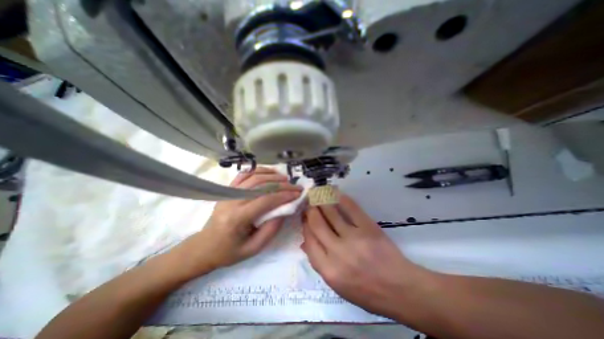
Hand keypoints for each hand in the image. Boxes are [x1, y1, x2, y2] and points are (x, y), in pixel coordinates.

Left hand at [173, 168, 299, 278]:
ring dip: (272, 175)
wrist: (204, 247)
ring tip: (285, 178)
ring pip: (253, 176)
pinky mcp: (227, 190)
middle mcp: (232, 201)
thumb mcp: (253, 248)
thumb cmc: (229, 251)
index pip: (265, 200)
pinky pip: (244, 175)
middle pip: (261, 185)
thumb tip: (285, 210)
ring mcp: (228, 193)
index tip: (297, 194)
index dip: (284, 195)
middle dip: (282, 184)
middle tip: (295, 186)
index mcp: (237, 218)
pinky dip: (257, 170)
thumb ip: (271, 229)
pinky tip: (268, 172)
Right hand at [302, 193, 433, 317]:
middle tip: (309, 202)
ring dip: (322, 201)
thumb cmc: (366, 291)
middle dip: (310, 210)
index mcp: (328, 269)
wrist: (400, 289)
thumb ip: (319, 262)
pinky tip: (335, 193)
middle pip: (317, 223)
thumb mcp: (338, 286)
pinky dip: (341, 198)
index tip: (305, 216)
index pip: (309, 239)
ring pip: (331, 212)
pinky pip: (351, 208)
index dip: (305, 224)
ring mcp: (354, 238)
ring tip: (318, 194)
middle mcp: (337, 252)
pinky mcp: (368, 228)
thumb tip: (305, 242)